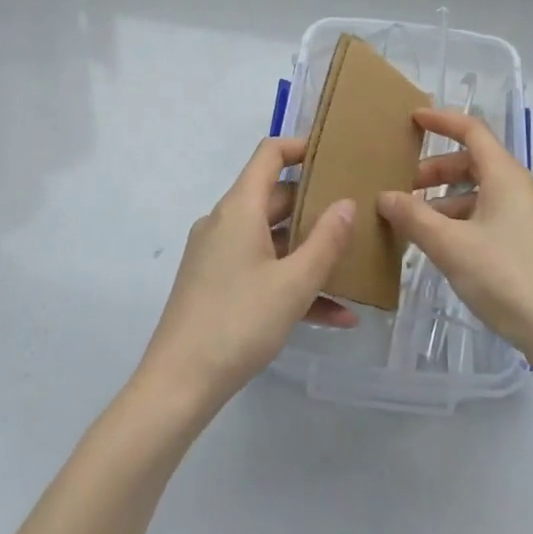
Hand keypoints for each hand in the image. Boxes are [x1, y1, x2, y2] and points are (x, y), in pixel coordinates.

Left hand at [138, 137, 358, 413]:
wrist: (176, 387)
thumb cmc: (237, 323)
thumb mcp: (293, 284)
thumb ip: (326, 241)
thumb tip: (347, 203)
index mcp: (239, 209)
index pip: (269, 154)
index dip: (301, 146)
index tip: (336, 154)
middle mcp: (225, 222)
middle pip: (275, 197)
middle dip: (316, 204)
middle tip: (356, 212)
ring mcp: (217, 255)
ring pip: (272, 238)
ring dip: (309, 251)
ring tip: (354, 265)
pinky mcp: (215, 285)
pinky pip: (261, 269)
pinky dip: (291, 282)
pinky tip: (335, 314)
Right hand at [376, 108, 532, 366]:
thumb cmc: (506, 277)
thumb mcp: (451, 246)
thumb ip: (415, 218)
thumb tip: (385, 197)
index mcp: (506, 176)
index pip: (472, 131)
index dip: (442, 121)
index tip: (413, 120)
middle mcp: (522, 189)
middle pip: (475, 163)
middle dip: (438, 170)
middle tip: (405, 188)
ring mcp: (531, 219)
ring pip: (483, 194)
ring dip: (448, 201)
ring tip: (418, 225)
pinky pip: (492, 218)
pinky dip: (465, 221)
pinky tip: (446, 250)